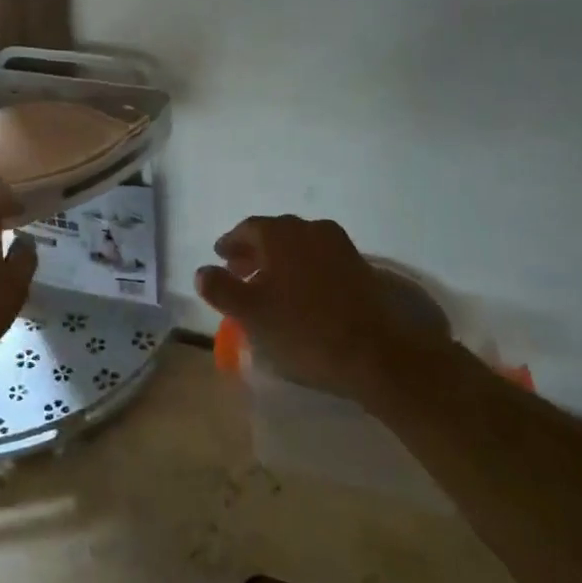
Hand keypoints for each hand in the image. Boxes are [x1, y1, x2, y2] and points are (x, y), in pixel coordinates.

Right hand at [196, 216, 452, 402]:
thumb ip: (221, 289)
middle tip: (240, 272)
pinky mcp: (361, 268)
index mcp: (281, 234)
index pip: (248, 229)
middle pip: (275, 234)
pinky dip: (303, 270)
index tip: (220, 259)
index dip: (231, 243)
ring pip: (300, 246)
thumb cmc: (305, 330)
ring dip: (280, 261)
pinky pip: (320, 260)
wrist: (378, 353)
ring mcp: (340, 247)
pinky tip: (301, 295)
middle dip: (255, 251)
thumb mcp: (252, 314)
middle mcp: (311, 230)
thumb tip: (202, 272)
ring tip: (269, 286)